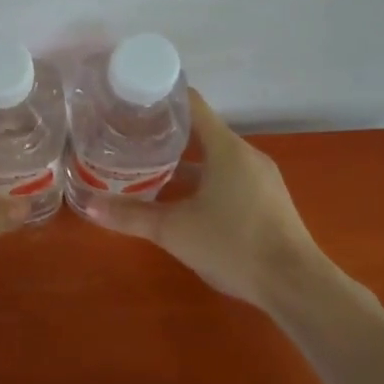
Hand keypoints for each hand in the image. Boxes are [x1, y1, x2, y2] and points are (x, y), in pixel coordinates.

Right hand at [81, 90, 327, 307]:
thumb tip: (88, 204)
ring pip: (215, 157)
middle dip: (165, 133)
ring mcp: (260, 177)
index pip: (192, 104)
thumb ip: (131, 216)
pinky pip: (229, 176)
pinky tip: (182, 199)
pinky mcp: (267, 200)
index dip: (162, 98)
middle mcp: (246, 154)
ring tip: (148, 167)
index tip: (131, 101)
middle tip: (128, 137)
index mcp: (226, 148)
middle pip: (201, 130)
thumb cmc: (233, 245)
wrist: (295, 285)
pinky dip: (203, 178)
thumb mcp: (174, 230)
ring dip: (184, 160)